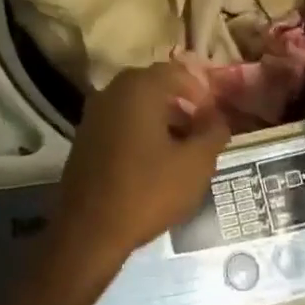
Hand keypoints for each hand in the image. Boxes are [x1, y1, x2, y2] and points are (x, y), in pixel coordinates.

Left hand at [53, 62, 230, 266]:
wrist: (88, 231)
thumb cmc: (147, 191)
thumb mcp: (195, 165)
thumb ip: (213, 134)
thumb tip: (219, 118)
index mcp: (140, 87)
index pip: (178, 72)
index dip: (201, 91)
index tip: (215, 117)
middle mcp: (113, 90)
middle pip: (155, 85)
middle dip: (182, 104)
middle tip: (200, 131)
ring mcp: (95, 112)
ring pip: (137, 104)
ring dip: (161, 119)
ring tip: (181, 149)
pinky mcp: (85, 136)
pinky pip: (120, 121)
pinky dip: (140, 131)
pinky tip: (152, 161)